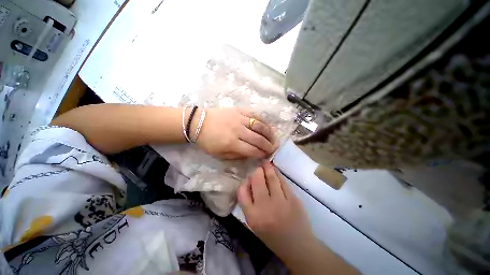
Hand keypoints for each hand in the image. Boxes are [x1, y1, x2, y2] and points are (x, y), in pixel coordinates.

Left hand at [193, 108, 275, 159]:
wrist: (199, 122)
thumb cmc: (208, 141)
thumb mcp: (220, 155)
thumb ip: (237, 156)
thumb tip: (251, 154)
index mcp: (231, 143)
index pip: (252, 150)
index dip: (262, 154)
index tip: (267, 155)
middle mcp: (237, 130)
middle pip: (258, 138)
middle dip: (268, 145)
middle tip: (274, 148)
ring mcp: (239, 118)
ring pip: (259, 125)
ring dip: (269, 132)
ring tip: (274, 137)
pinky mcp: (239, 110)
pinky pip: (255, 114)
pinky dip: (263, 120)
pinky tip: (268, 125)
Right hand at [237, 161, 313, 253]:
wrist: (297, 246)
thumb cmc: (272, 235)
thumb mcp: (254, 223)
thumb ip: (249, 203)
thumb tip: (248, 181)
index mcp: (253, 216)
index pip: (242, 192)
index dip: (244, 182)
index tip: (248, 178)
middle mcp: (265, 208)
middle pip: (257, 180)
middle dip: (257, 171)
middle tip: (258, 167)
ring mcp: (281, 202)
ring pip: (271, 178)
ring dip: (267, 167)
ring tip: (265, 162)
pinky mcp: (293, 199)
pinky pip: (283, 182)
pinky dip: (278, 174)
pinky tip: (275, 171)